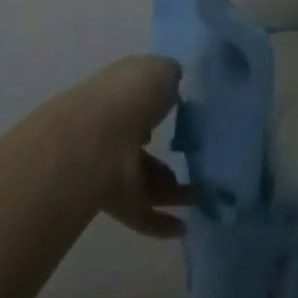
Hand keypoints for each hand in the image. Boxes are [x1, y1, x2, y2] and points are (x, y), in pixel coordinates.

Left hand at [59, 55, 191, 238]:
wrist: (96, 141)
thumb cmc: (131, 95)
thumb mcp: (161, 69)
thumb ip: (169, 76)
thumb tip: (172, 85)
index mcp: (120, 92)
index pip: (139, 99)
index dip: (158, 105)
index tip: (182, 115)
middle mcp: (112, 128)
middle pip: (141, 144)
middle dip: (166, 155)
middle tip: (198, 163)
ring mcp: (110, 166)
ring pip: (144, 179)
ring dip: (172, 191)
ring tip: (200, 197)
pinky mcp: (114, 200)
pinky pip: (142, 213)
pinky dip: (161, 223)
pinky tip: (183, 228)